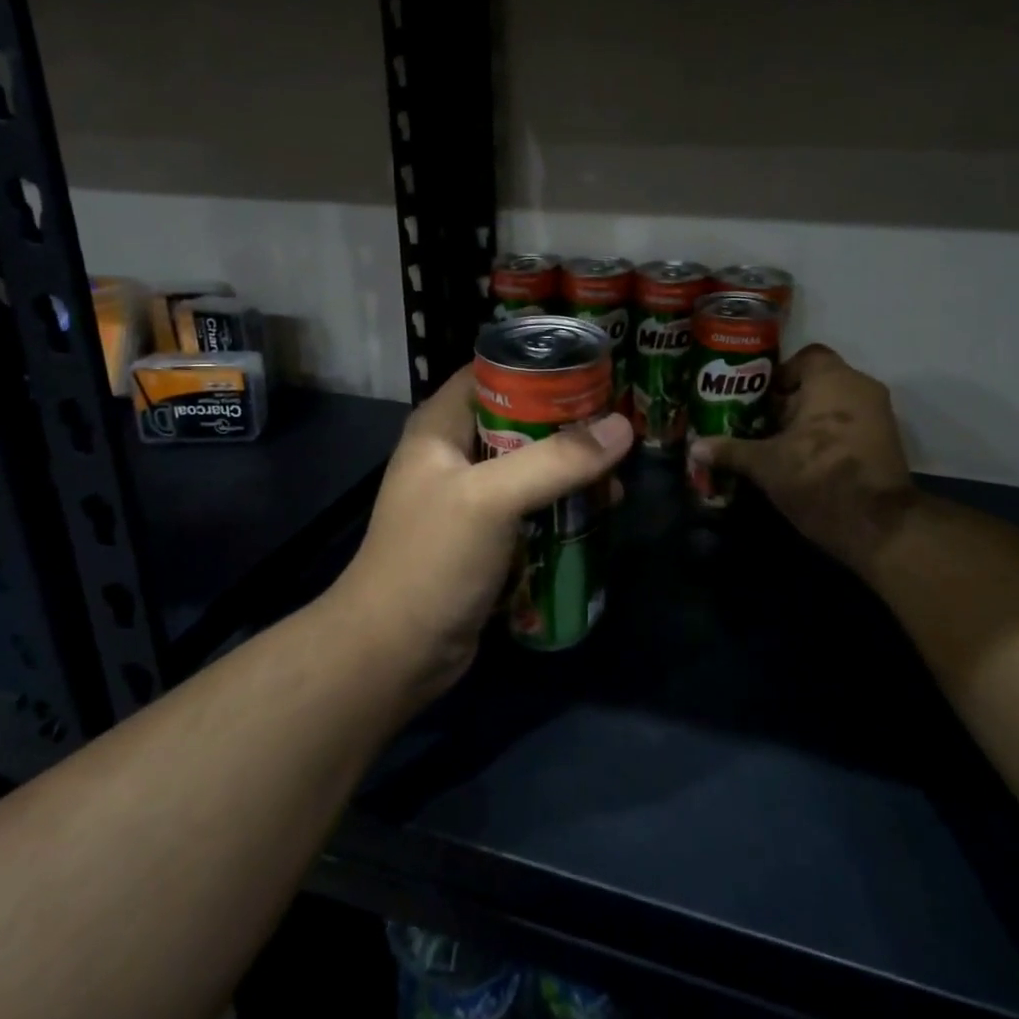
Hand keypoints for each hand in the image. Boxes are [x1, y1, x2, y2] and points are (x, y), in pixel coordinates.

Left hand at [333, 365, 632, 698]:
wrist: (395, 653)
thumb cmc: (432, 560)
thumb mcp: (492, 499)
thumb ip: (556, 460)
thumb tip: (623, 427)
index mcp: (441, 426)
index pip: (492, 371)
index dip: (540, 365)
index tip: (594, 367)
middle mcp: (454, 454)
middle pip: (519, 418)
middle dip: (567, 421)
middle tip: (620, 422)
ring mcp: (470, 498)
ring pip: (530, 465)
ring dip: (570, 468)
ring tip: (619, 472)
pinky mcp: (486, 537)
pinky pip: (531, 506)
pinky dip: (561, 505)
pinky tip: (599, 512)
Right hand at [689, 344, 912, 572]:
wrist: (878, 526)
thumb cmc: (818, 478)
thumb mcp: (766, 465)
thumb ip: (731, 451)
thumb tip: (695, 448)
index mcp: (833, 380)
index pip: (805, 357)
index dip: (779, 374)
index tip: (758, 398)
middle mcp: (861, 388)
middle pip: (818, 383)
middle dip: (789, 402)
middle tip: (759, 423)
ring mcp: (879, 416)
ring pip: (834, 406)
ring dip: (809, 421)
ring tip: (777, 444)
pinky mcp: (886, 443)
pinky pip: (850, 426)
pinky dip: (828, 436)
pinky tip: (803, 460)